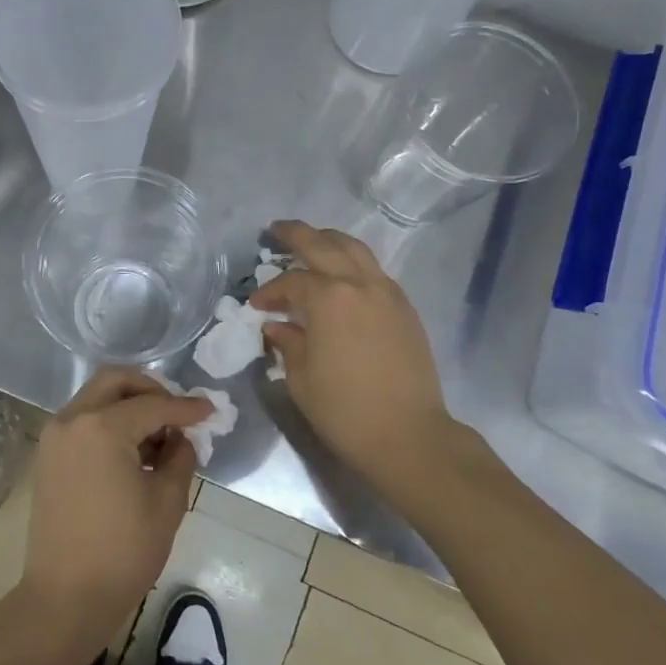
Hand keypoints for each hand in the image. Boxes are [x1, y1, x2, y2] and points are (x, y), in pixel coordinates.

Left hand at [17, 367, 206, 655]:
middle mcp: (72, 420)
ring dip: (129, 405)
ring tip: (159, 435)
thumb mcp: (167, 502)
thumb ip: (180, 457)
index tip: (210, 411)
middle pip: (116, 381)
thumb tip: (180, 438)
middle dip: (151, 390)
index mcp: (101, 427)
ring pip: (97, 398)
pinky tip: (134, 450)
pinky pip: (83, 421)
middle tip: (177, 412)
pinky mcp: (48, 456)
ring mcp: (55, 437)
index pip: (153, 405)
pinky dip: (109, 422)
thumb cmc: (122, 552)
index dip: (185, 408)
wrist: (64, 599)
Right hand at [251, 220, 463, 488]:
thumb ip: (288, 343)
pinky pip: (374, 270)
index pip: (292, 281)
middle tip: (276, 230)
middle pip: (324, 244)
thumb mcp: (302, 378)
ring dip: (330, 240)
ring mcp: (387, 292)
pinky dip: (354, 262)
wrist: (408, 435)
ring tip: (312, 240)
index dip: (270, 291)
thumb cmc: (345, 410)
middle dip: (297, 234)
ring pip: (355, 249)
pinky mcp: (404, 307)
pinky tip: (343, 275)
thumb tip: (277, 325)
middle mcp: (359, 284)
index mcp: (329, 299)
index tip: (257, 306)